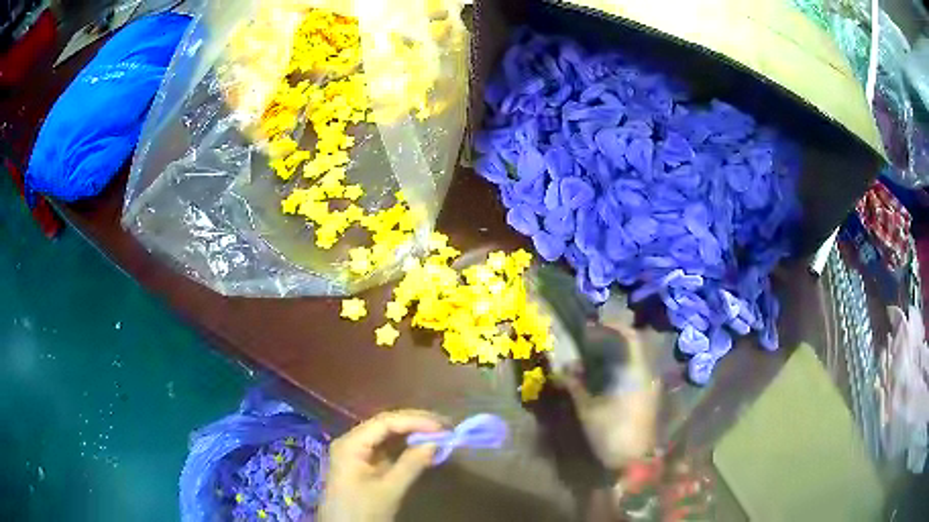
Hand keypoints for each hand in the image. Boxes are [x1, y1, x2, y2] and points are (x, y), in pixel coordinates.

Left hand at [319, 410, 444, 521]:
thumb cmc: (362, 511)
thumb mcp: (389, 490)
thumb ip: (411, 465)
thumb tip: (435, 443)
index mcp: (351, 444)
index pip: (385, 422)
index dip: (415, 421)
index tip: (442, 427)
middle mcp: (352, 442)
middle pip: (385, 425)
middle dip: (415, 423)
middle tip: (446, 426)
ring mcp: (357, 453)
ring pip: (387, 436)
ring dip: (413, 433)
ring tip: (439, 433)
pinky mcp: (364, 464)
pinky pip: (387, 449)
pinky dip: (406, 447)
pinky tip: (423, 447)